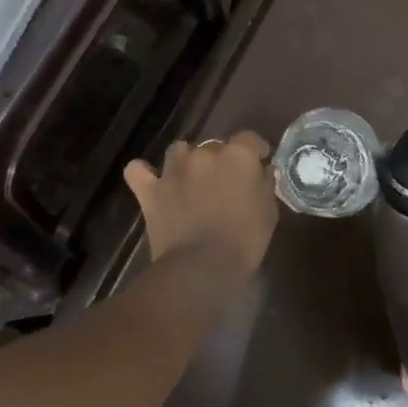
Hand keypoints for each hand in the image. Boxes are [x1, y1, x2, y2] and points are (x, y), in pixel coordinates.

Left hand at [124, 132, 278, 273]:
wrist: (202, 267)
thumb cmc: (244, 241)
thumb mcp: (268, 212)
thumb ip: (265, 184)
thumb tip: (262, 170)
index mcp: (238, 156)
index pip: (249, 139)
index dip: (254, 151)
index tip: (258, 164)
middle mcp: (204, 153)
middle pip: (214, 146)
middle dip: (220, 160)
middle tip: (224, 184)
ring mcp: (173, 169)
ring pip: (179, 151)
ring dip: (187, 162)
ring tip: (191, 182)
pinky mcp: (150, 189)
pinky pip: (138, 170)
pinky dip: (144, 173)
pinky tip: (152, 182)